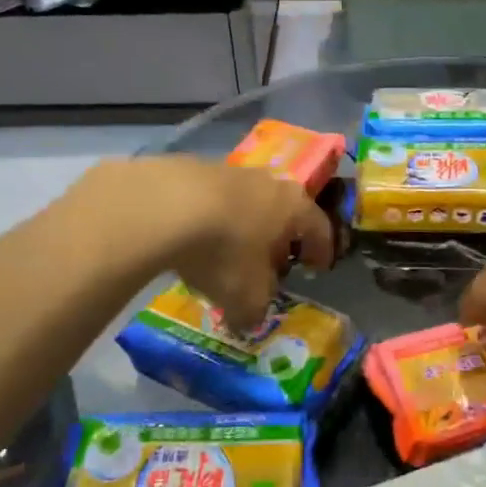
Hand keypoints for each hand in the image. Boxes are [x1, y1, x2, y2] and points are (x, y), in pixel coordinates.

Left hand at [68, 157, 334, 330]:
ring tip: (227, 253)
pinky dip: (209, 219)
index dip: (321, 250)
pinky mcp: (192, 168)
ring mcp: (230, 171)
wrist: (164, 206)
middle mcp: (269, 182)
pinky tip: (193, 239)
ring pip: (246, 203)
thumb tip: (250, 319)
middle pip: (283, 211)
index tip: (318, 267)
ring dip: (242, 227)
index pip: (320, 228)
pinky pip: (210, 200)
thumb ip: (255, 310)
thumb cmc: (225, 251)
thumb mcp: (246, 297)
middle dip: (278, 238)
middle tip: (270, 264)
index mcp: (295, 207)